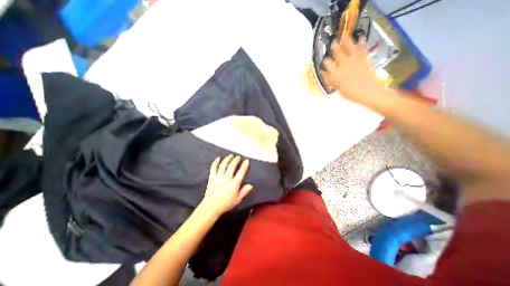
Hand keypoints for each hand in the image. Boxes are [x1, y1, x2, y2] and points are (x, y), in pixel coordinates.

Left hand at [200, 155, 253, 214]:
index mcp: (234, 184)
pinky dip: (216, 162)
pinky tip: (218, 158)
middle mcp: (227, 178)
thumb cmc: (226, 203)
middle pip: (232, 166)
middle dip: (236, 160)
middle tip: (238, 157)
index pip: (241, 172)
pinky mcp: (212, 177)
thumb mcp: (238, 199)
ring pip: (223, 165)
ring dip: (227, 159)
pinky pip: (213, 168)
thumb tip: (251, 185)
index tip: (246, 160)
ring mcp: (218, 177)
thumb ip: (244, 191)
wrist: (211, 207)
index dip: (244, 165)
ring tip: (230, 155)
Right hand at [322, 36, 390, 104]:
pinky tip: (362, 38)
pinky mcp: (364, 60)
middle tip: (333, 43)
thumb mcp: (339, 90)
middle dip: (334, 48)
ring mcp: (355, 61)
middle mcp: (345, 65)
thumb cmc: (352, 94)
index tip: (324, 61)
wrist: (369, 91)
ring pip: (350, 49)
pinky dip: (362, 43)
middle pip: (338, 54)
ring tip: (344, 35)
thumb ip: (334, 82)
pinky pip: (363, 49)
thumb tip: (330, 76)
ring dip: (347, 41)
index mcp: (337, 73)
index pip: (328, 65)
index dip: (325, 63)